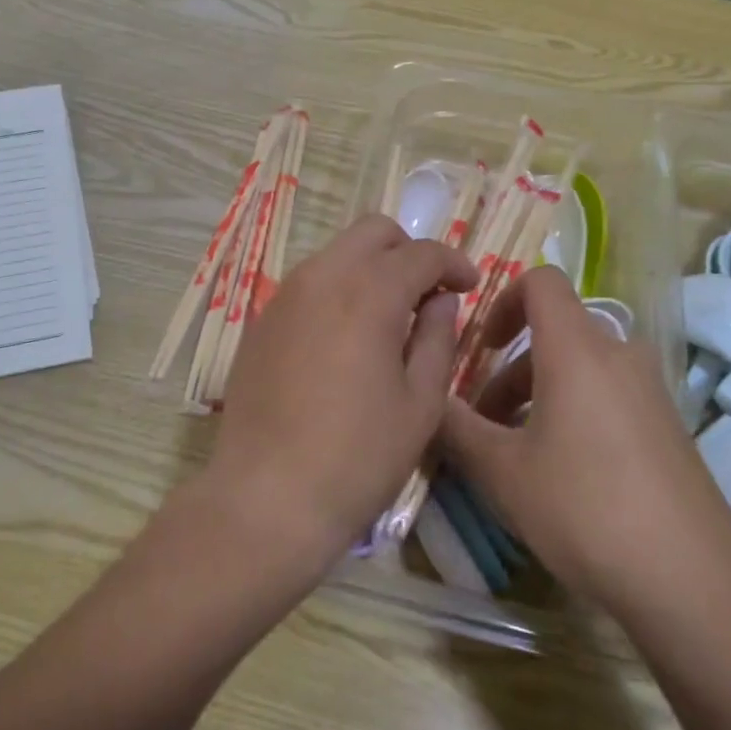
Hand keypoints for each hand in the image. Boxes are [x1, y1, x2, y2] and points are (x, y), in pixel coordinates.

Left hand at [188, 214, 477, 579]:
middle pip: (372, 232)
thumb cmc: (358, 457)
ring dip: (371, 268)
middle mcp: (320, 278)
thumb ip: (436, 338)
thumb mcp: (420, 403)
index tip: (470, 286)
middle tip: (429, 292)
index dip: (453, 264)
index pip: (421, 253)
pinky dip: (337, 290)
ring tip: (390, 316)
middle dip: (409, 251)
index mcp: (367, 292)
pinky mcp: (260, 322)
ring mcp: (283, 297)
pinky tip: (346, 337)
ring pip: (336, 254)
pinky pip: (308, 284)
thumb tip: (441, 300)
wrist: (267, 497)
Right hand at [437, 267, 730, 611]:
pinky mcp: (666, 427)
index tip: (479, 348)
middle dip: (509, 370)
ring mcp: (649, 392)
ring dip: (536, 396)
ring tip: (512, 455)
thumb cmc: (583, 508)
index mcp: (578, 349)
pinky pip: (606, 396)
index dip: (502, 300)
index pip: (541, 281)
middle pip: (554, 334)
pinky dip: (571, 413)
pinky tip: (558, 474)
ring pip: (579, 369)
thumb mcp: (501, 471)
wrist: (691, 581)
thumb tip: (426, 402)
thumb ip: (453, 427)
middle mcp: (619, 355)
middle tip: (481, 422)